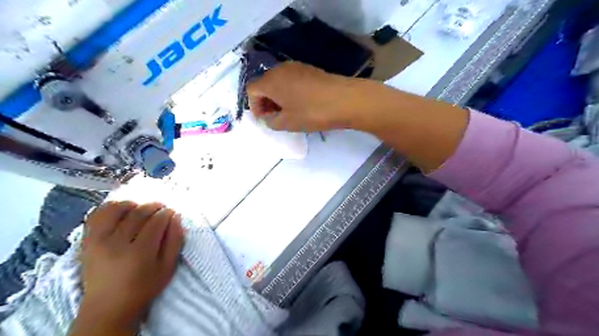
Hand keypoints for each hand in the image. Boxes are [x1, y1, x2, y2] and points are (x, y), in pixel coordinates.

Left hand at [68, 201, 183, 334]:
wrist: (108, 307)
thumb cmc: (144, 287)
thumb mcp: (168, 267)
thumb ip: (175, 240)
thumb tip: (176, 217)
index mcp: (140, 252)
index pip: (156, 222)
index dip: (167, 213)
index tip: (172, 213)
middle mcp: (116, 243)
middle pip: (138, 213)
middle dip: (154, 207)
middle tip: (161, 209)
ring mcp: (98, 241)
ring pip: (116, 210)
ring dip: (133, 205)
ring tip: (141, 209)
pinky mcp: (86, 241)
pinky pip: (97, 215)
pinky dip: (110, 208)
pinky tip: (121, 211)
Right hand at [244, 62, 372, 132]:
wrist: (345, 100)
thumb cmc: (312, 112)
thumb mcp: (287, 123)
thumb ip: (271, 121)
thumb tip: (268, 117)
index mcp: (271, 80)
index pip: (251, 90)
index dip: (254, 106)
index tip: (265, 119)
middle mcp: (280, 69)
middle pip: (264, 83)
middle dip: (266, 101)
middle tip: (275, 117)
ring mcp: (296, 66)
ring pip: (279, 81)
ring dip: (278, 96)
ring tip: (288, 112)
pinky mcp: (310, 69)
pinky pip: (291, 79)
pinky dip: (290, 91)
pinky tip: (301, 103)